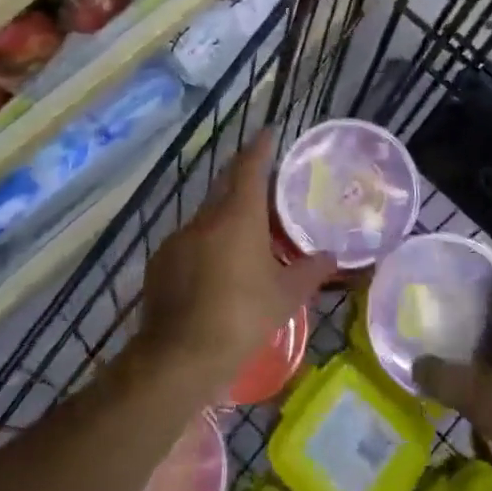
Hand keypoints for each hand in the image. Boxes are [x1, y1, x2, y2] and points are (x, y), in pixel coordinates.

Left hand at [139, 133, 335, 394]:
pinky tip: (215, 271)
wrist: (179, 358)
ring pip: (207, 217)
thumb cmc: (241, 319)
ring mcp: (178, 239)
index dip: (261, 148)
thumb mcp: (286, 297)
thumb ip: (310, 271)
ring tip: (245, 236)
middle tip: (264, 182)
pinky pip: (189, 243)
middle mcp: (206, 218)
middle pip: (226, 186)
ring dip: (225, 218)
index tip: (269, 132)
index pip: (250, 167)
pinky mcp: (160, 262)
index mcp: (238, 216)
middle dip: (243, 178)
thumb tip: (331, 257)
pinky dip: (205, 246)